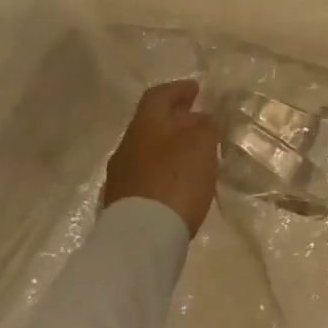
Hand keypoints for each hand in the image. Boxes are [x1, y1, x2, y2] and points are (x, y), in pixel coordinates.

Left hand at [104, 80, 219, 236]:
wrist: (141, 238)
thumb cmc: (174, 181)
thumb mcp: (201, 145)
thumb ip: (206, 127)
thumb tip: (203, 119)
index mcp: (144, 125)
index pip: (158, 96)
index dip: (178, 90)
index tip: (196, 90)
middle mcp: (127, 146)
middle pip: (152, 124)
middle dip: (177, 120)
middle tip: (201, 123)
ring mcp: (122, 176)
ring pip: (149, 151)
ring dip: (171, 147)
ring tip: (195, 155)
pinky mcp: (123, 204)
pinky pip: (147, 175)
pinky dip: (165, 171)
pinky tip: (180, 183)